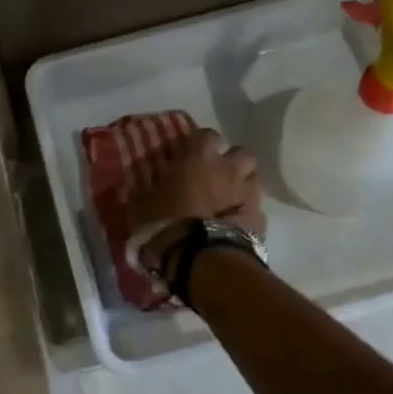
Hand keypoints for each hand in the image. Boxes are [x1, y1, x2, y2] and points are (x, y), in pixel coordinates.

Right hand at [126, 129, 265, 267]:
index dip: (199, 145)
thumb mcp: (141, 206)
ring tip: (229, 199)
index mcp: (198, 157)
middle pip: (240, 152)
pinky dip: (246, 212)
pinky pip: (255, 207)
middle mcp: (228, 167)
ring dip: (242, 184)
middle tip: (215, 177)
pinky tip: (235, 224)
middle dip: (230, 162)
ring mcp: (248, 191)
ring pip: (253, 178)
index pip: (206, 135)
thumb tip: (131, 184)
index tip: (189, 157)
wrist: (203, 258)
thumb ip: (142, 191)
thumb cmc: (167, 224)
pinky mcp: (260, 217)